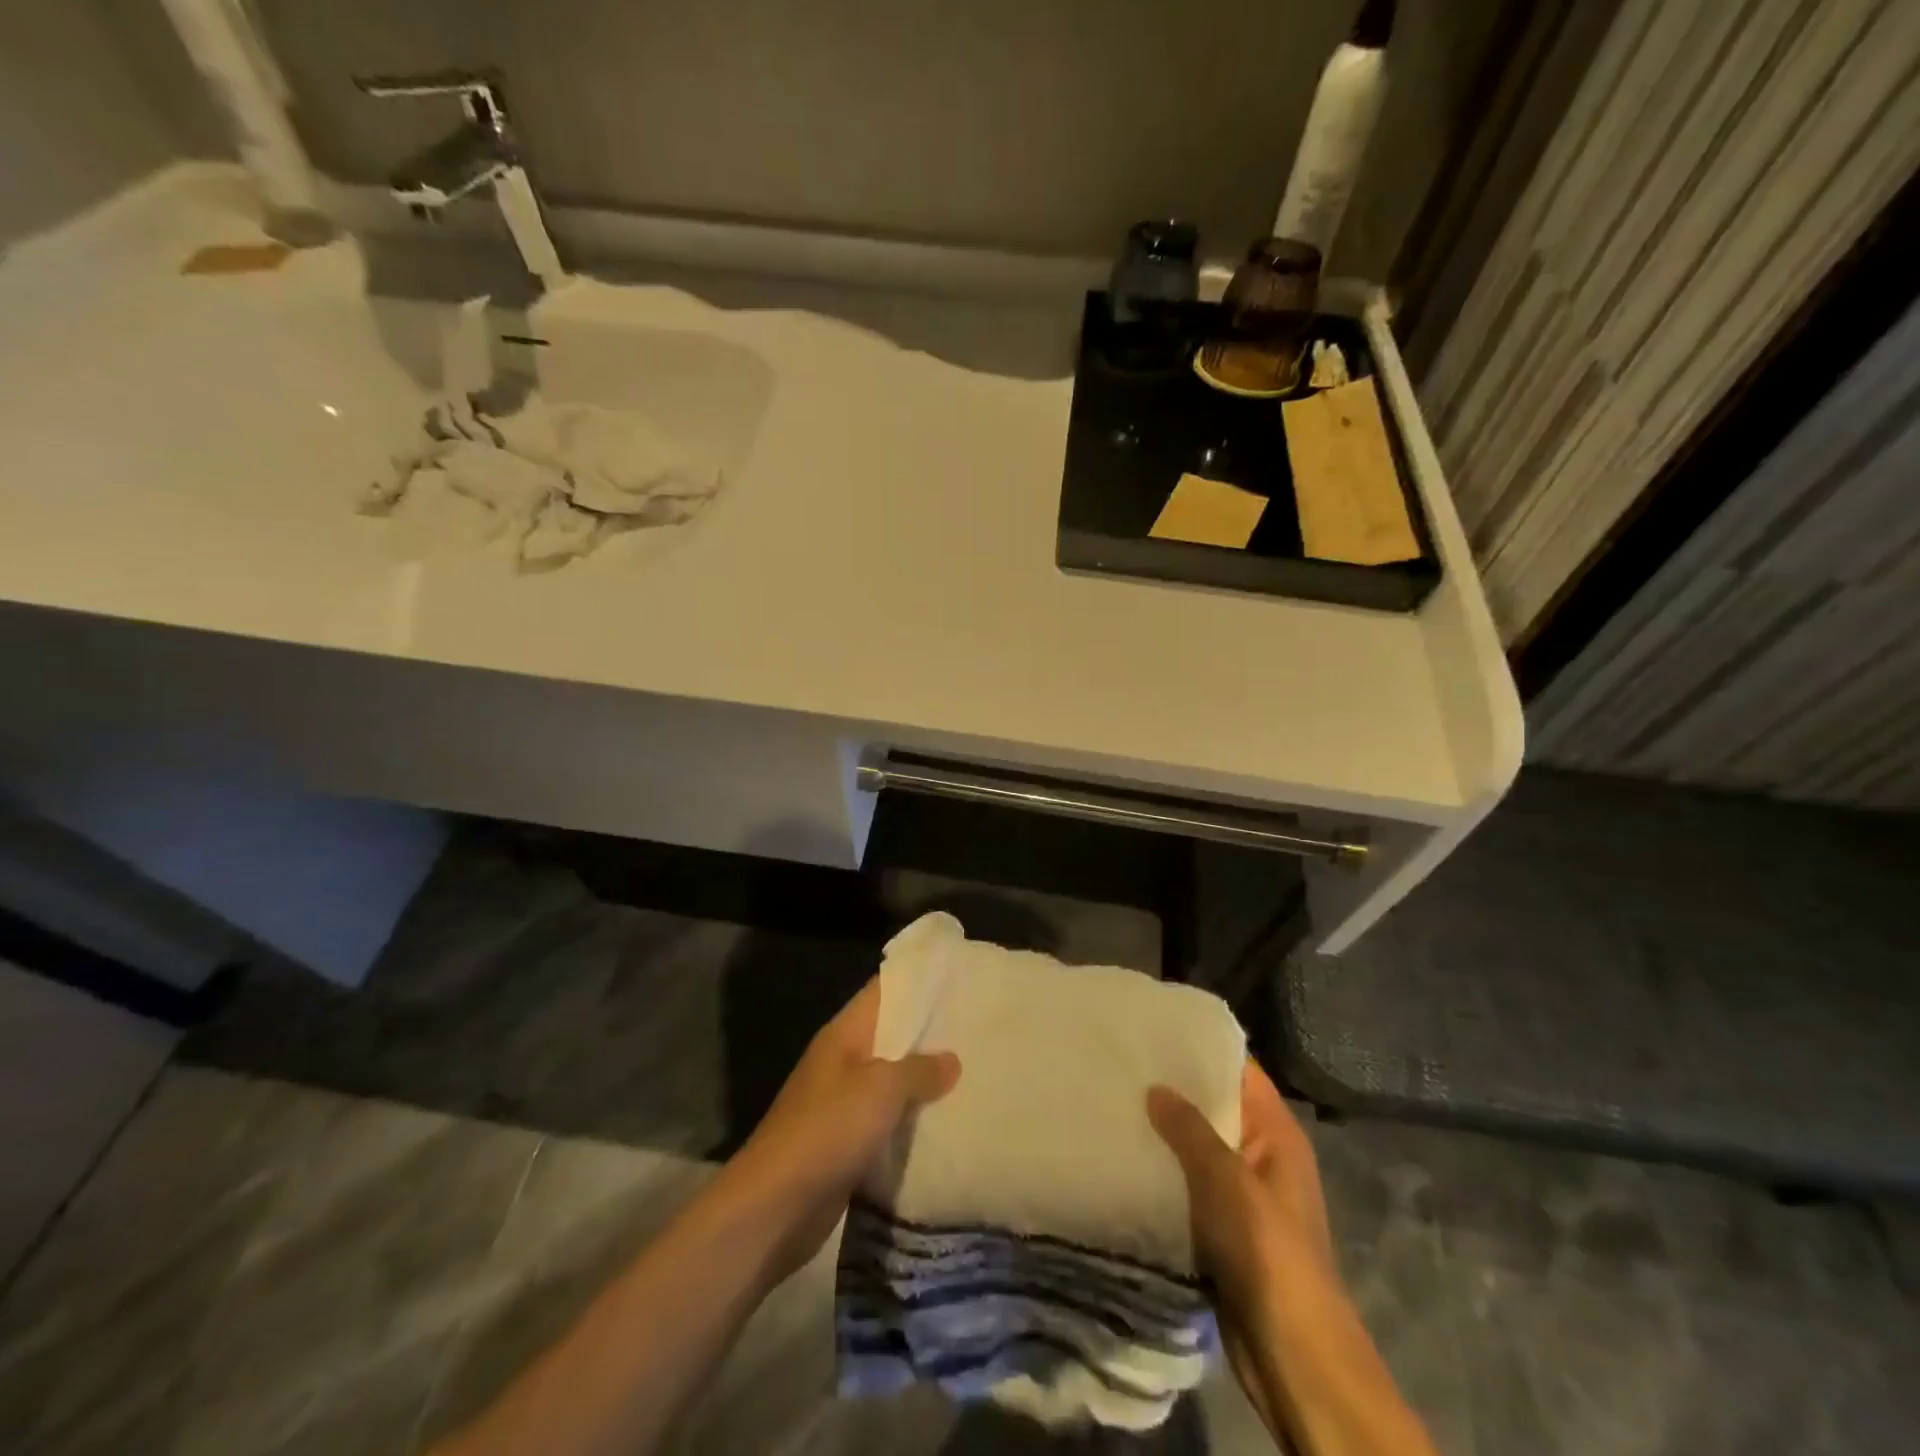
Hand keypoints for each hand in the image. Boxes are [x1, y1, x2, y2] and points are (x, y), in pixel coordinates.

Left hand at [722, 979, 959, 1282]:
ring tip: (974, 1072)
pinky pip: (888, 1121)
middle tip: (978, 1028)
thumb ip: (918, 1070)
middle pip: (892, 1036)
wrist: (775, 1207)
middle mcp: (843, 1061)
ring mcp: (843, 1103)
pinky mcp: (847, 1143)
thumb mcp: (880, 1090)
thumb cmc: (827, 1130)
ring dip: (925, 1081)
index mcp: (844, 1034)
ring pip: (892, 1081)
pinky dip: (913, 1121)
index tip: (959, 979)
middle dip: (931, 1034)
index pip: (884, 991)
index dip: (918, 982)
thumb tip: (951, 1059)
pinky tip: (949, 1122)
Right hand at [1148, 1061, 1335, 1433]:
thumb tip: (1156, 1087)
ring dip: (1164, 1132)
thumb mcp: (1227, 1180)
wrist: (1293, 1356)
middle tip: (1121, 1062)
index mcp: (1276, 1133)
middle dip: (1174, 1088)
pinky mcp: (1222, 1228)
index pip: (1239, 1070)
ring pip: (1198, 1148)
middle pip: (1216, 1106)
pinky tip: (1123, 1157)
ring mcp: (1242, 1194)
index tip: (1154, 1027)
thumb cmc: (1268, 1253)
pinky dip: (1163, 1172)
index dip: (1201, 1047)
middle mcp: (1262, 1155)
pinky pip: (1189, 1186)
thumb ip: (1190, 1129)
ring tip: (1113, 1101)